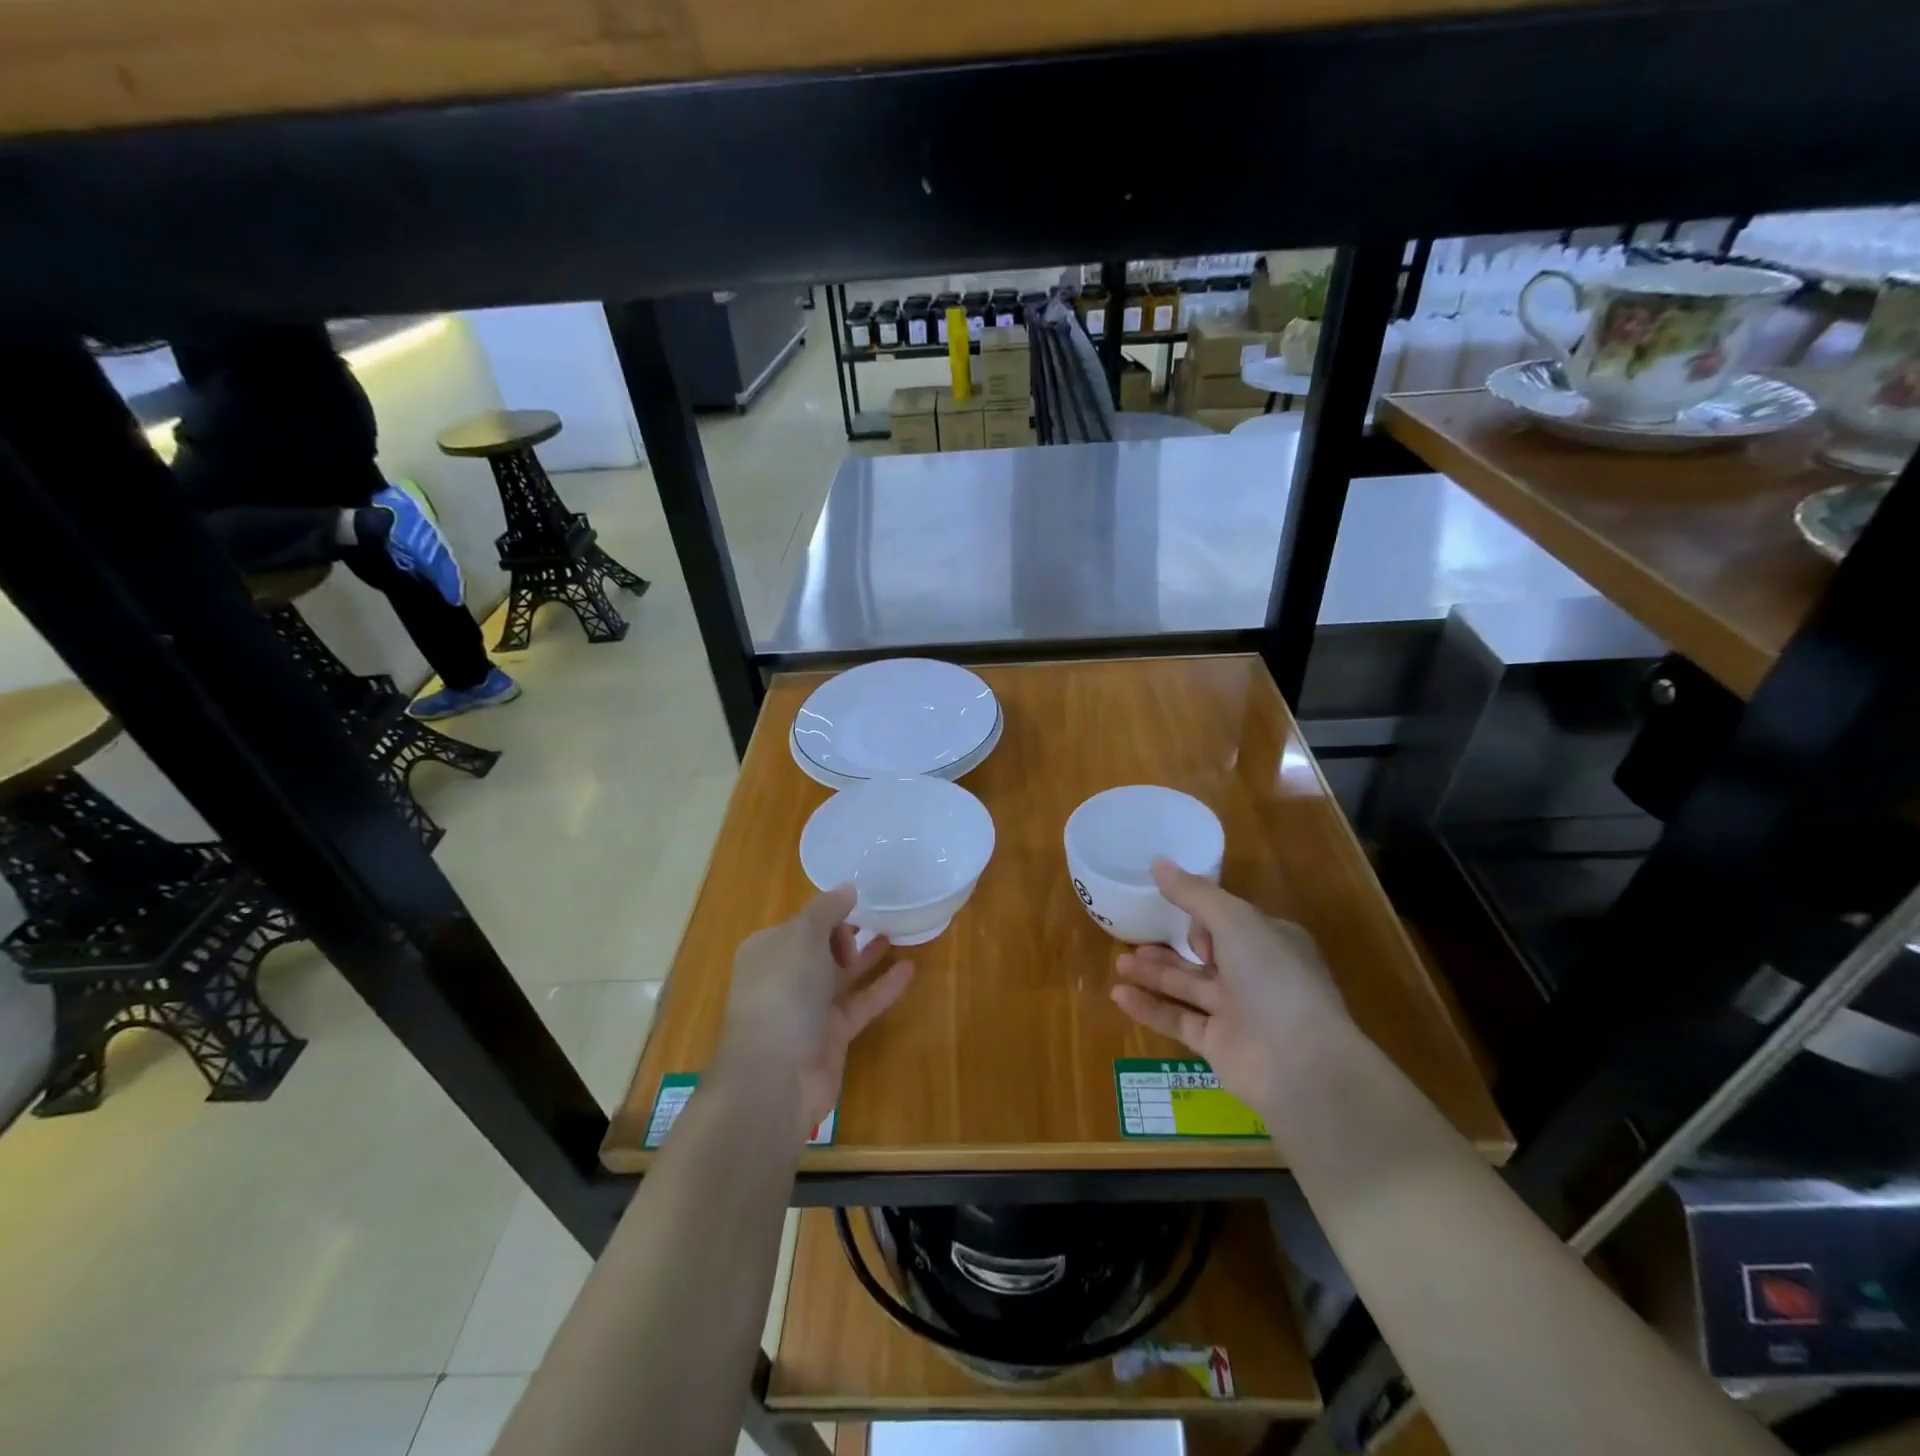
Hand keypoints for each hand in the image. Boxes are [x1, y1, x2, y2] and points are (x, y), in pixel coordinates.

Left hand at [714, 885, 914, 1143]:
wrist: (776, 1076)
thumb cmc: (784, 992)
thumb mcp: (803, 936)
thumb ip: (826, 909)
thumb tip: (847, 887)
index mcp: (768, 950)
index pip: (800, 923)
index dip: (828, 913)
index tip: (859, 904)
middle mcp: (785, 977)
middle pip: (820, 947)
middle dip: (846, 933)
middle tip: (878, 920)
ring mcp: (808, 1008)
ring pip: (842, 975)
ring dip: (867, 955)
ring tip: (897, 934)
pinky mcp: (832, 1035)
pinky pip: (861, 1002)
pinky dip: (883, 986)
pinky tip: (909, 969)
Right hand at [1111, 859, 1350, 1119]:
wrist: (1300, 1063)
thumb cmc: (1273, 977)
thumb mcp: (1234, 920)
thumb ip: (1194, 893)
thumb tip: (1158, 863)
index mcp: (1270, 941)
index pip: (1230, 922)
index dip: (1202, 917)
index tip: (1177, 913)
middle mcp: (1255, 975)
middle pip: (1204, 955)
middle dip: (1169, 946)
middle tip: (1132, 938)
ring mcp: (1237, 1013)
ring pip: (1187, 987)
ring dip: (1154, 974)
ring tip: (1120, 963)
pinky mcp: (1218, 1045)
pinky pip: (1178, 1020)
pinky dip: (1150, 1007)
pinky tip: (1119, 995)